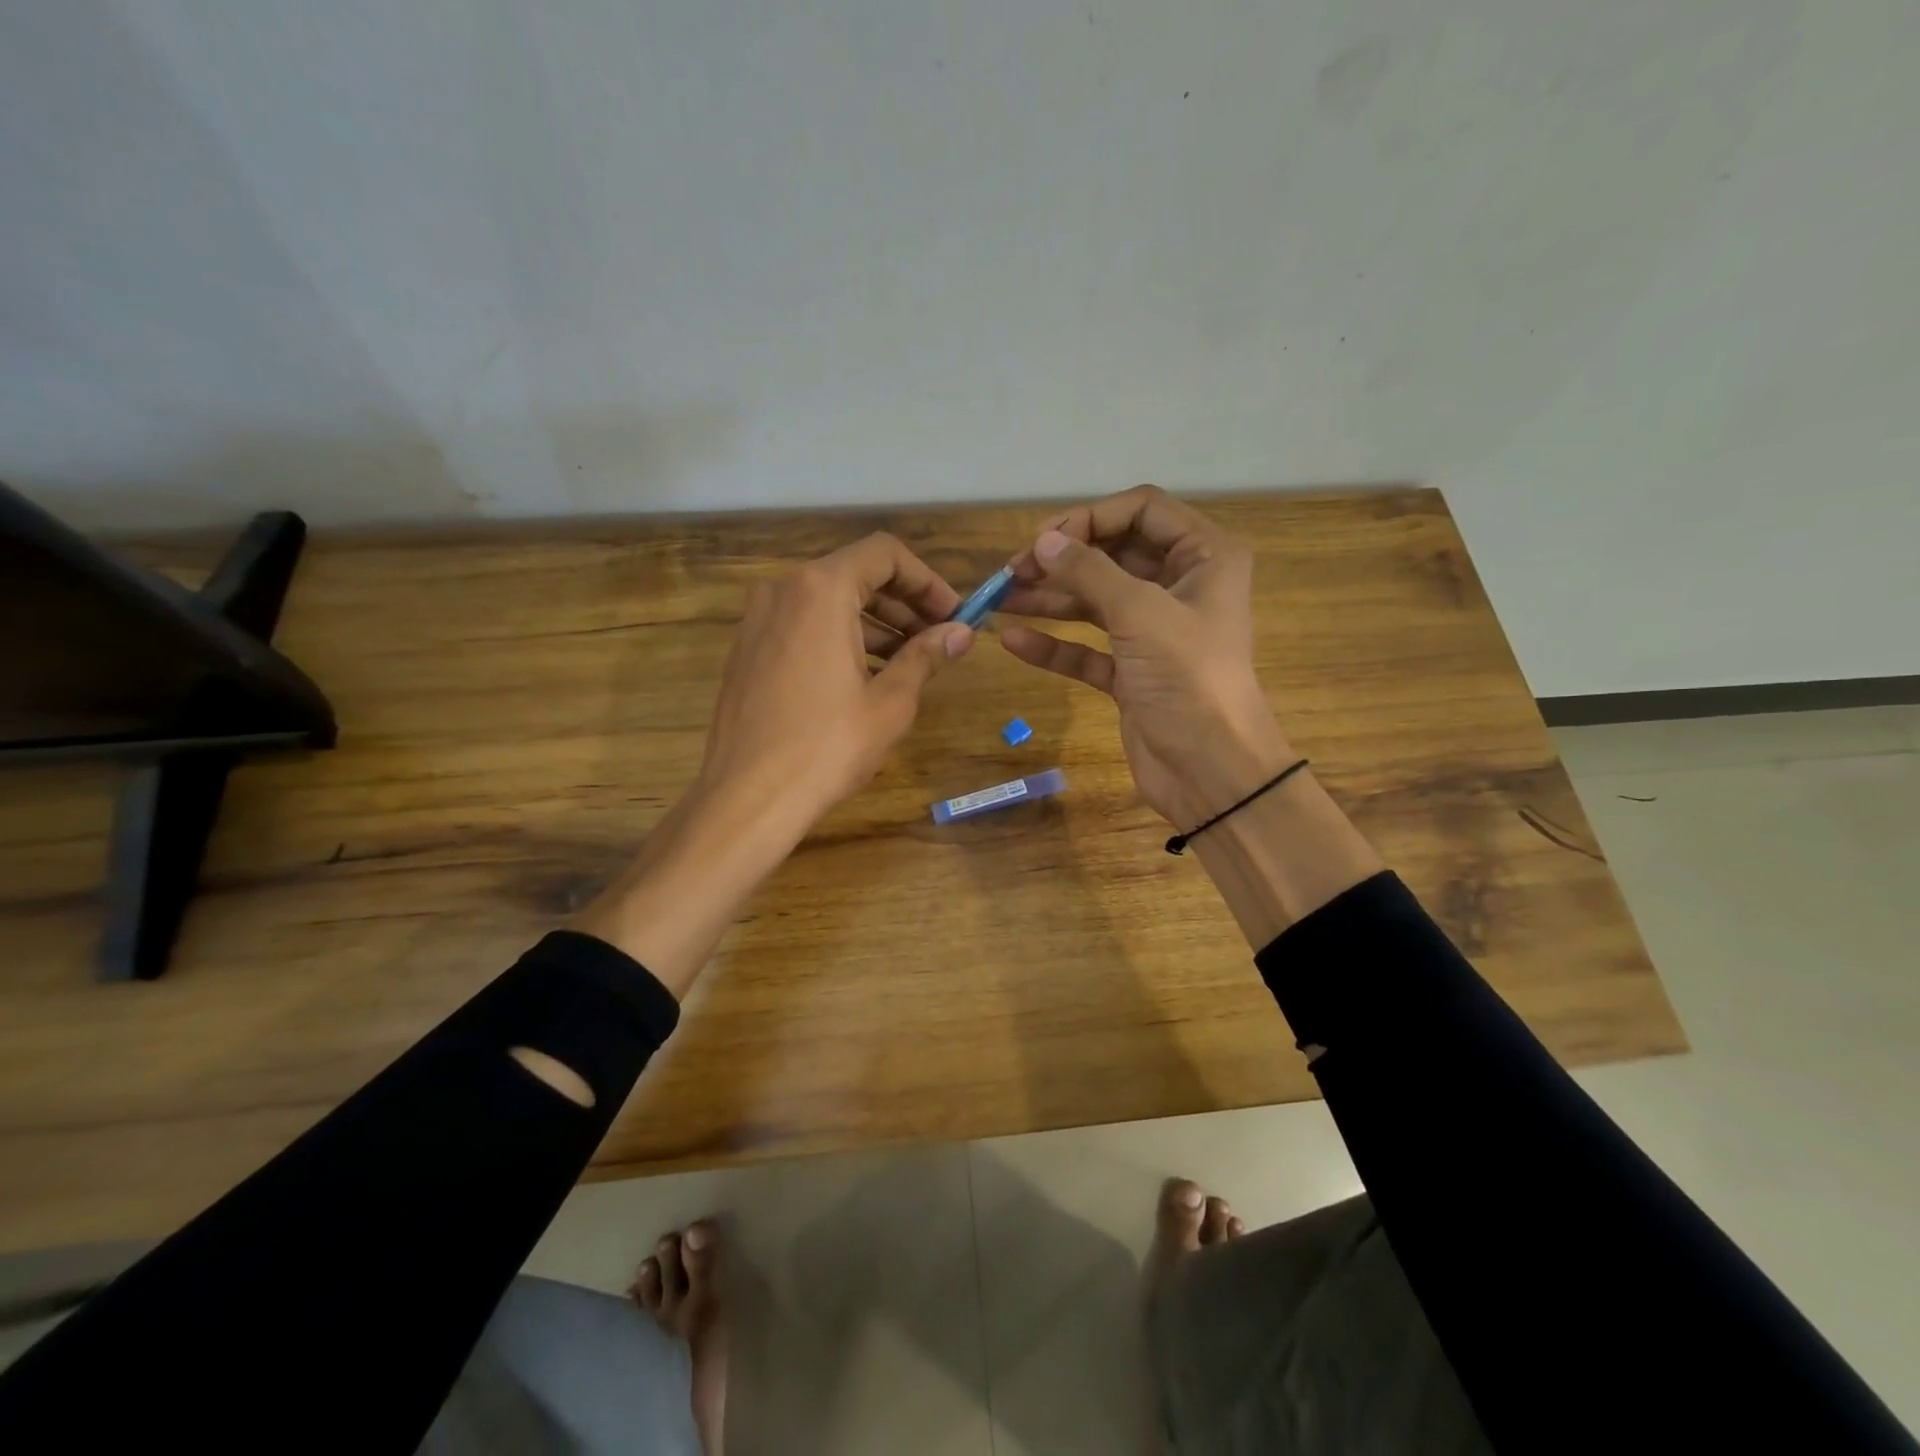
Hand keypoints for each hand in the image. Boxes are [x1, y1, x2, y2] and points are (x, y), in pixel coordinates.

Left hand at [696, 531, 972, 836]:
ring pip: (829, 602)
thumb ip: (927, 656)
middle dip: (904, 604)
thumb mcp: (890, 701)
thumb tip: (962, 633)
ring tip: (910, 663)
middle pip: (856, 575)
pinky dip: (841, 638)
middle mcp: (784, 590)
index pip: (885, 554)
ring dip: (875, 624)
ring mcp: (758, 620)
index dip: (927, 580)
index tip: (953, 615)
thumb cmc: (828, 746)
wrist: (749, 797)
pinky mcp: (748, 650)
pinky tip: (866, 677)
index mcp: (821, 590)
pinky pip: (804, 626)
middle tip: (939, 640)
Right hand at [1002, 486, 1293, 828]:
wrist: (1212, 771)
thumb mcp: (1139, 614)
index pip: (1142, 510)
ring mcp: (1154, 633)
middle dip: (1062, 560)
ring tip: (999, 599)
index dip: (1090, 518)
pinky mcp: (1132, 673)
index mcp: (1203, 557)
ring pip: (1095, 602)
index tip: (1043, 539)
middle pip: (1113, 555)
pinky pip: (1087, 649)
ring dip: (1049, 599)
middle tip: (1013, 570)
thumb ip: (1089, 572)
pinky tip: (1014, 641)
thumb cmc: (1188, 679)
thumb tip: (1044, 541)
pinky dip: (1055, 645)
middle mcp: (1180, 587)